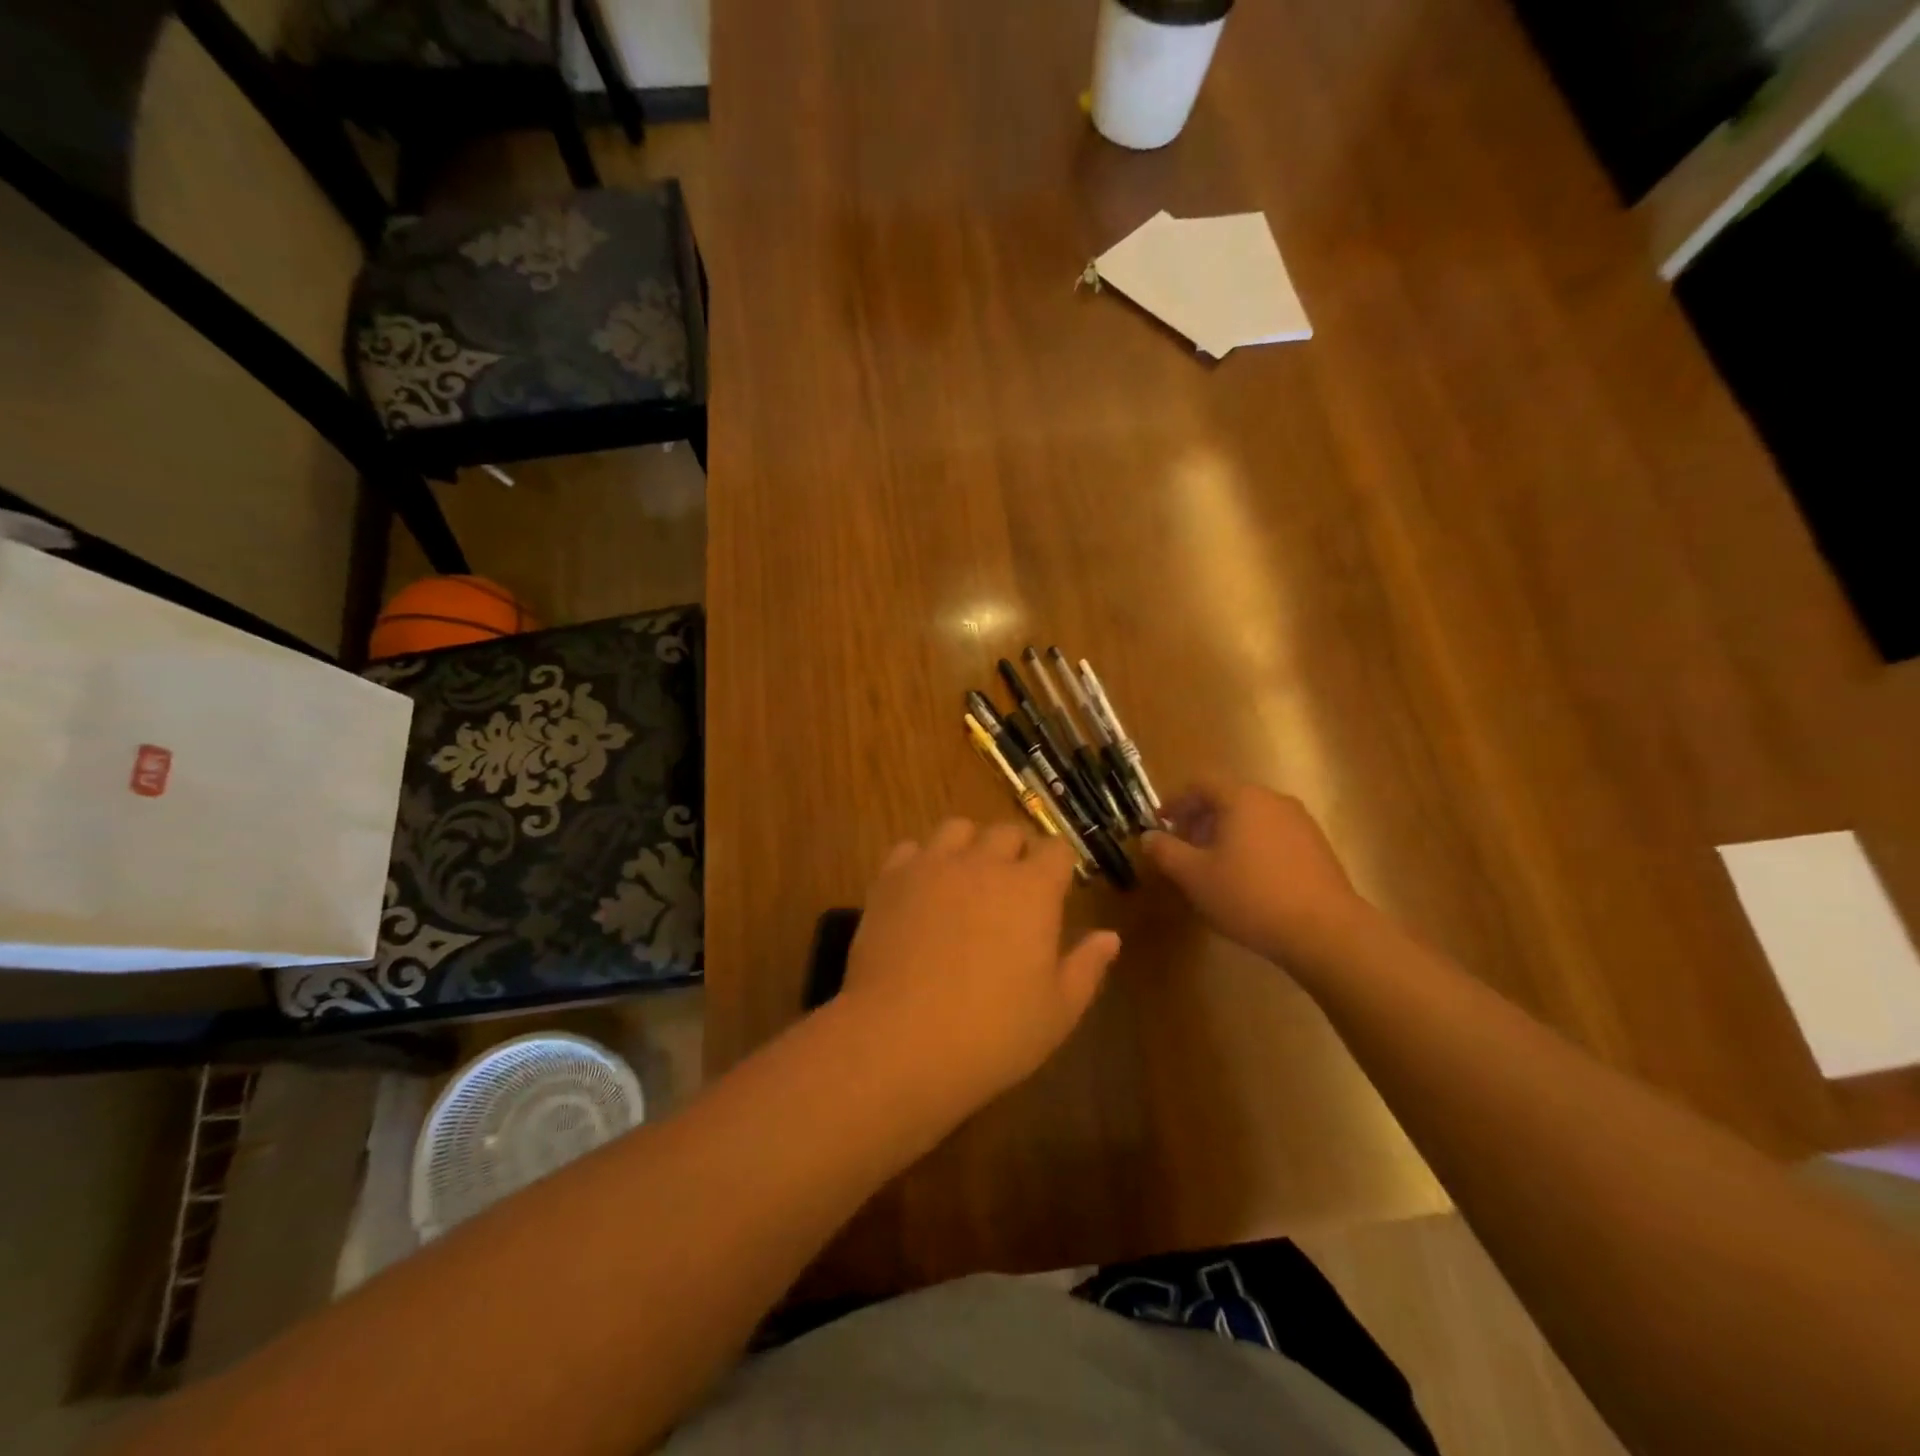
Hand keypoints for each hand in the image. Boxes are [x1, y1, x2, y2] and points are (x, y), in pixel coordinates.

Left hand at [838, 819, 1121, 1110]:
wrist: (901, 1040)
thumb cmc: (993, 1032)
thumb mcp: (1057, 1011)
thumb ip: (1087, 966)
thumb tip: (1109, 937)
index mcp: (1032, 889)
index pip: (1056, 849)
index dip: (1059, 865)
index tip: (1057, 888)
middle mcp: (984, 863)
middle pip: (1007, 831)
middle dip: (1016, 851)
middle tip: (1013, 887)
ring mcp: (933, 866)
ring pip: (957, 828)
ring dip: (969, 845)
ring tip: (966, 878)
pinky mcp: (891, 879)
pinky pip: (911, 848)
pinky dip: (921, 861)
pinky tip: (921, 890)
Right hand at [1141, 778, 1370, 965]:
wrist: (1325, 931)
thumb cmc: (1249, 896)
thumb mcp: (1194, 876)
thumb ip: (1165, 851)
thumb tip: (1147, 836)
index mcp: (1241, 798)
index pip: (1199, 784)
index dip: (1174, 801)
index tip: (1159, 825)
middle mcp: (1272, 800)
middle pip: (1227, 798)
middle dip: (1199, 819)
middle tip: (1183, 848)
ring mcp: (1300, 822)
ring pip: (1251, 817)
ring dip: (1226, 834)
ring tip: (1213, 867)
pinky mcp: (1317, 847)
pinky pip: (1273, 834)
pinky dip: (1252, 846)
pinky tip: (1248, 880)